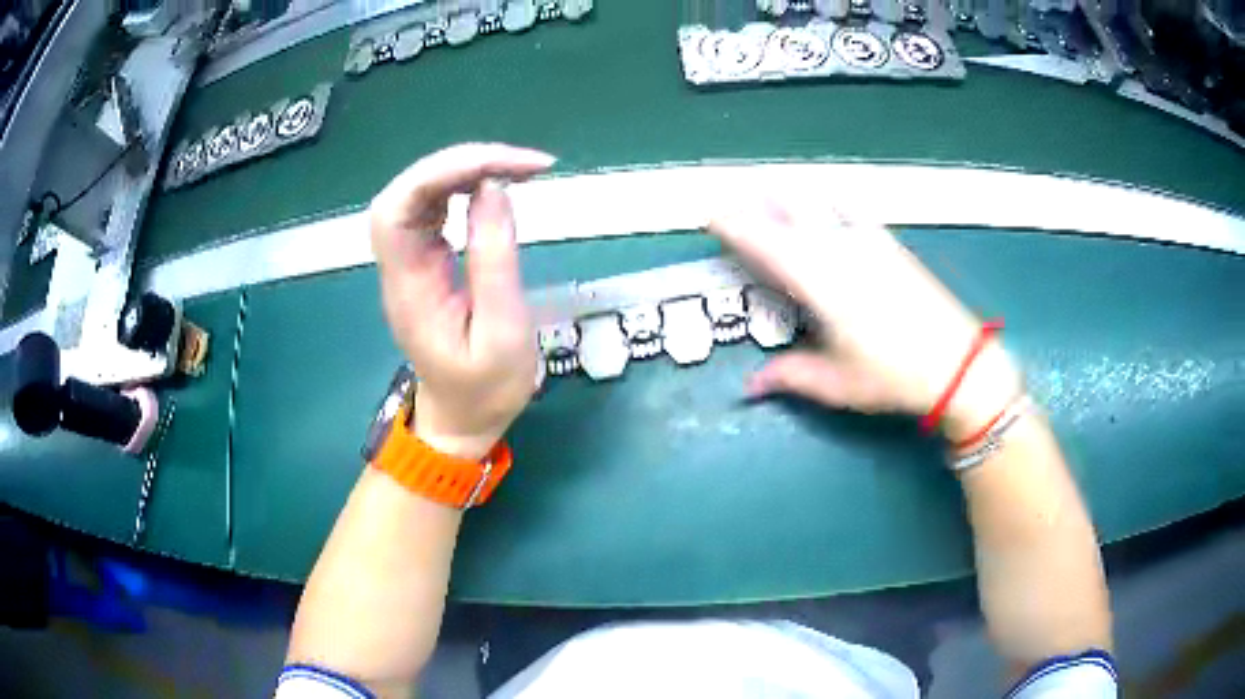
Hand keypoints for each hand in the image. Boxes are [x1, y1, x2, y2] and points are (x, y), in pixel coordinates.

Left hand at [370, 143, 554, 459]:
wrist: (462, 420)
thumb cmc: (485, 389)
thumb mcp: (503, 331)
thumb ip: (495, 259)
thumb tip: (495, 188)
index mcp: (408, 286)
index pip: (399, 207)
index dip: (444, 172)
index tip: (506, 168)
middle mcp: (399, 265)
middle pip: (407, 191)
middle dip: (461, 163)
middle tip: (523, 164)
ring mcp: (409, 261)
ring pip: (419, 194)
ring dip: (465, 169)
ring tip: (517, 168)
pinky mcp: (424, 261)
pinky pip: (433, 209)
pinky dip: (464, 186)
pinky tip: (494, 185)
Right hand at [708, 200, 1021, 440]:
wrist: (957, 363)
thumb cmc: (893, 377)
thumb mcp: (837, 383)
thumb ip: (789, 376)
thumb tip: (750, 386)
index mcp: (820, 282)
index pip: (765, 241)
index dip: (733, 223)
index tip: (708, 213)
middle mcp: (839, 249)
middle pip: (788, 209)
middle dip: (753, 203)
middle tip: (731, 208)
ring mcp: (866, 240)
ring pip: (817, 202)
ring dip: (787, 199)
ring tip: (769, 202)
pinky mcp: (887, 241)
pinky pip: (848, 207)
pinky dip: (826, 201)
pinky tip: (824, 205)